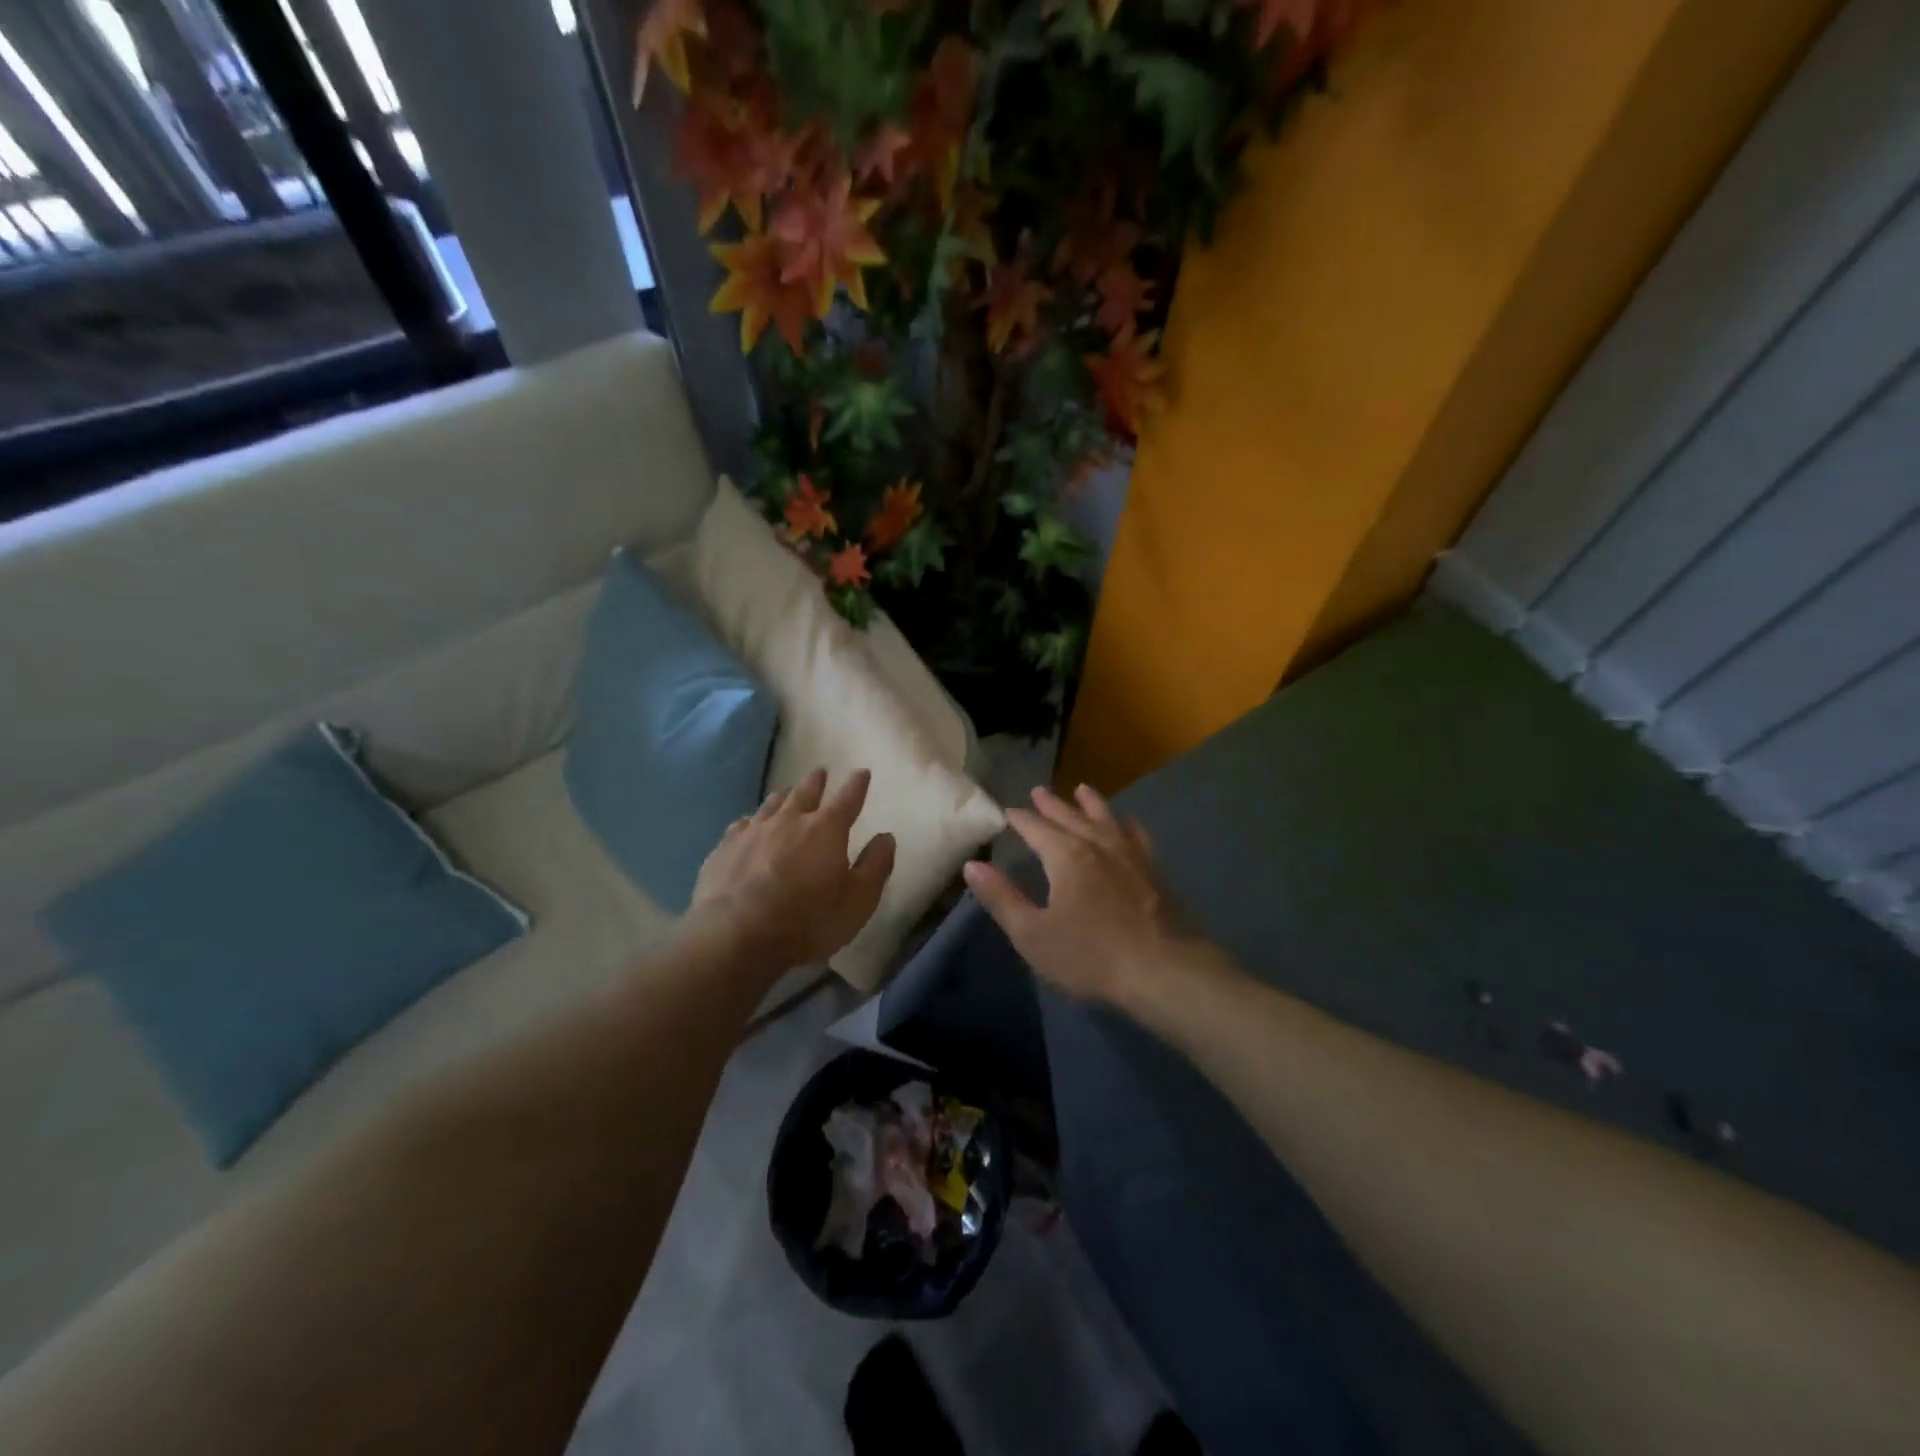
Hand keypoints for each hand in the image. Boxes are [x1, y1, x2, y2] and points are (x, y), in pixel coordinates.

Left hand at [689, 768, 895, 971]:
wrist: (736, 936)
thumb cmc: (807, 921)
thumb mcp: (857, 901)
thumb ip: (875, 866)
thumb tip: (886, 837)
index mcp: (826, 830)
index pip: (847, 799)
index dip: (857, 785)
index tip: (862, 772)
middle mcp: (789, 821)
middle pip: (805, 792)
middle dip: (816, 781)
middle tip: (820, 772)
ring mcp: (753, 832)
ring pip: (771, 804)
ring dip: (783, 796)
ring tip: (786, 792)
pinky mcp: (724, 849)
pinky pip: (740, 826)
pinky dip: (750, 822)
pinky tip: (748, 825)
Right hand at [962, 784, 1205, 1007]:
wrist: (1162, 970)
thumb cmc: (1090, 955)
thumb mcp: (1032, 934)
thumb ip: (1001, 899)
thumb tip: (973, 865)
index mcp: (1065, 856)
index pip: (1036, 828)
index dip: (1020, 819)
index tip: (1008, 811)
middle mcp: (1097, 845)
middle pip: (1070, 817)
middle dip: (1052, 804)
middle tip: (1038, 791)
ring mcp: (1130, 856)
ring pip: (1106, 819)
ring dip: (1091, 804)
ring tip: (1082, 789)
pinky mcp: (1154, 871)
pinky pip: (1137, 836)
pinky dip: (1128, 825)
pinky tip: (1128, 823)